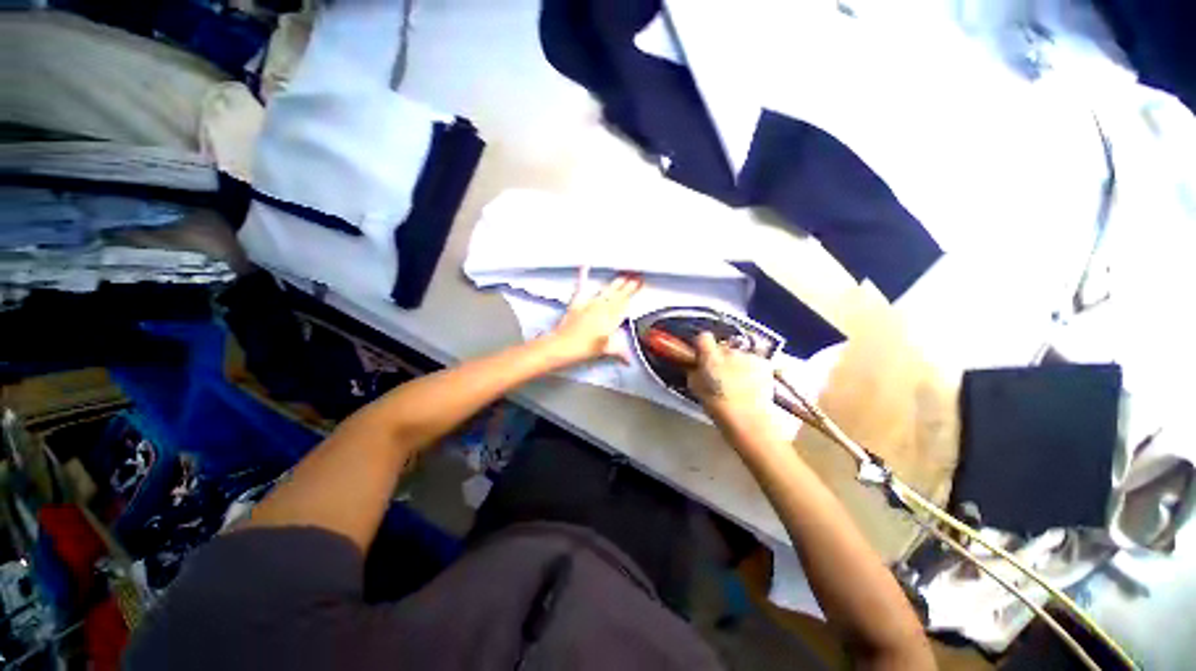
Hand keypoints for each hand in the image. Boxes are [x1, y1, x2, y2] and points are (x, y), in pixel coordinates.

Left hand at [548, 267, 642, 365]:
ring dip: (615, 283)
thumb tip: (629, 361)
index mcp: (611, 319)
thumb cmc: (584, 349)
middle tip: (635, 274)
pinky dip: (583, 275)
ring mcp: (590, 304)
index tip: (640, 282)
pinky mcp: (577, 302)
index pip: (625, 302)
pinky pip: (582, 286)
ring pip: (606, 290)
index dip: (633, 291)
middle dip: (627, 284)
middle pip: (618, 294)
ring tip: (622, 275)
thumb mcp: (605, 351)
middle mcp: (602, 308)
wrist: (563, 345)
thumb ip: (619, 353)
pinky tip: (585, 265)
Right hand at [687, 332, 774, 421]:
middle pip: (723, 347)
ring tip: (738, 383)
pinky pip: (755, 362)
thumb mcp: (695, 386)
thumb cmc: (716, 403)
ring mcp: (748, 356)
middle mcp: (729, 351)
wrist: (747, 415)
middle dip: (722, 357)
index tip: (703, 356)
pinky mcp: (764, 363)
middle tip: (721, 375)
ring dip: (738, 364)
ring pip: (740, 355)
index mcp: (710, 355)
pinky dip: (753, 370)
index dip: (703, 345)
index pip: (703, 337)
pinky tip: (752, 385)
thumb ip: (694, 371)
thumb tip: (695, 366)